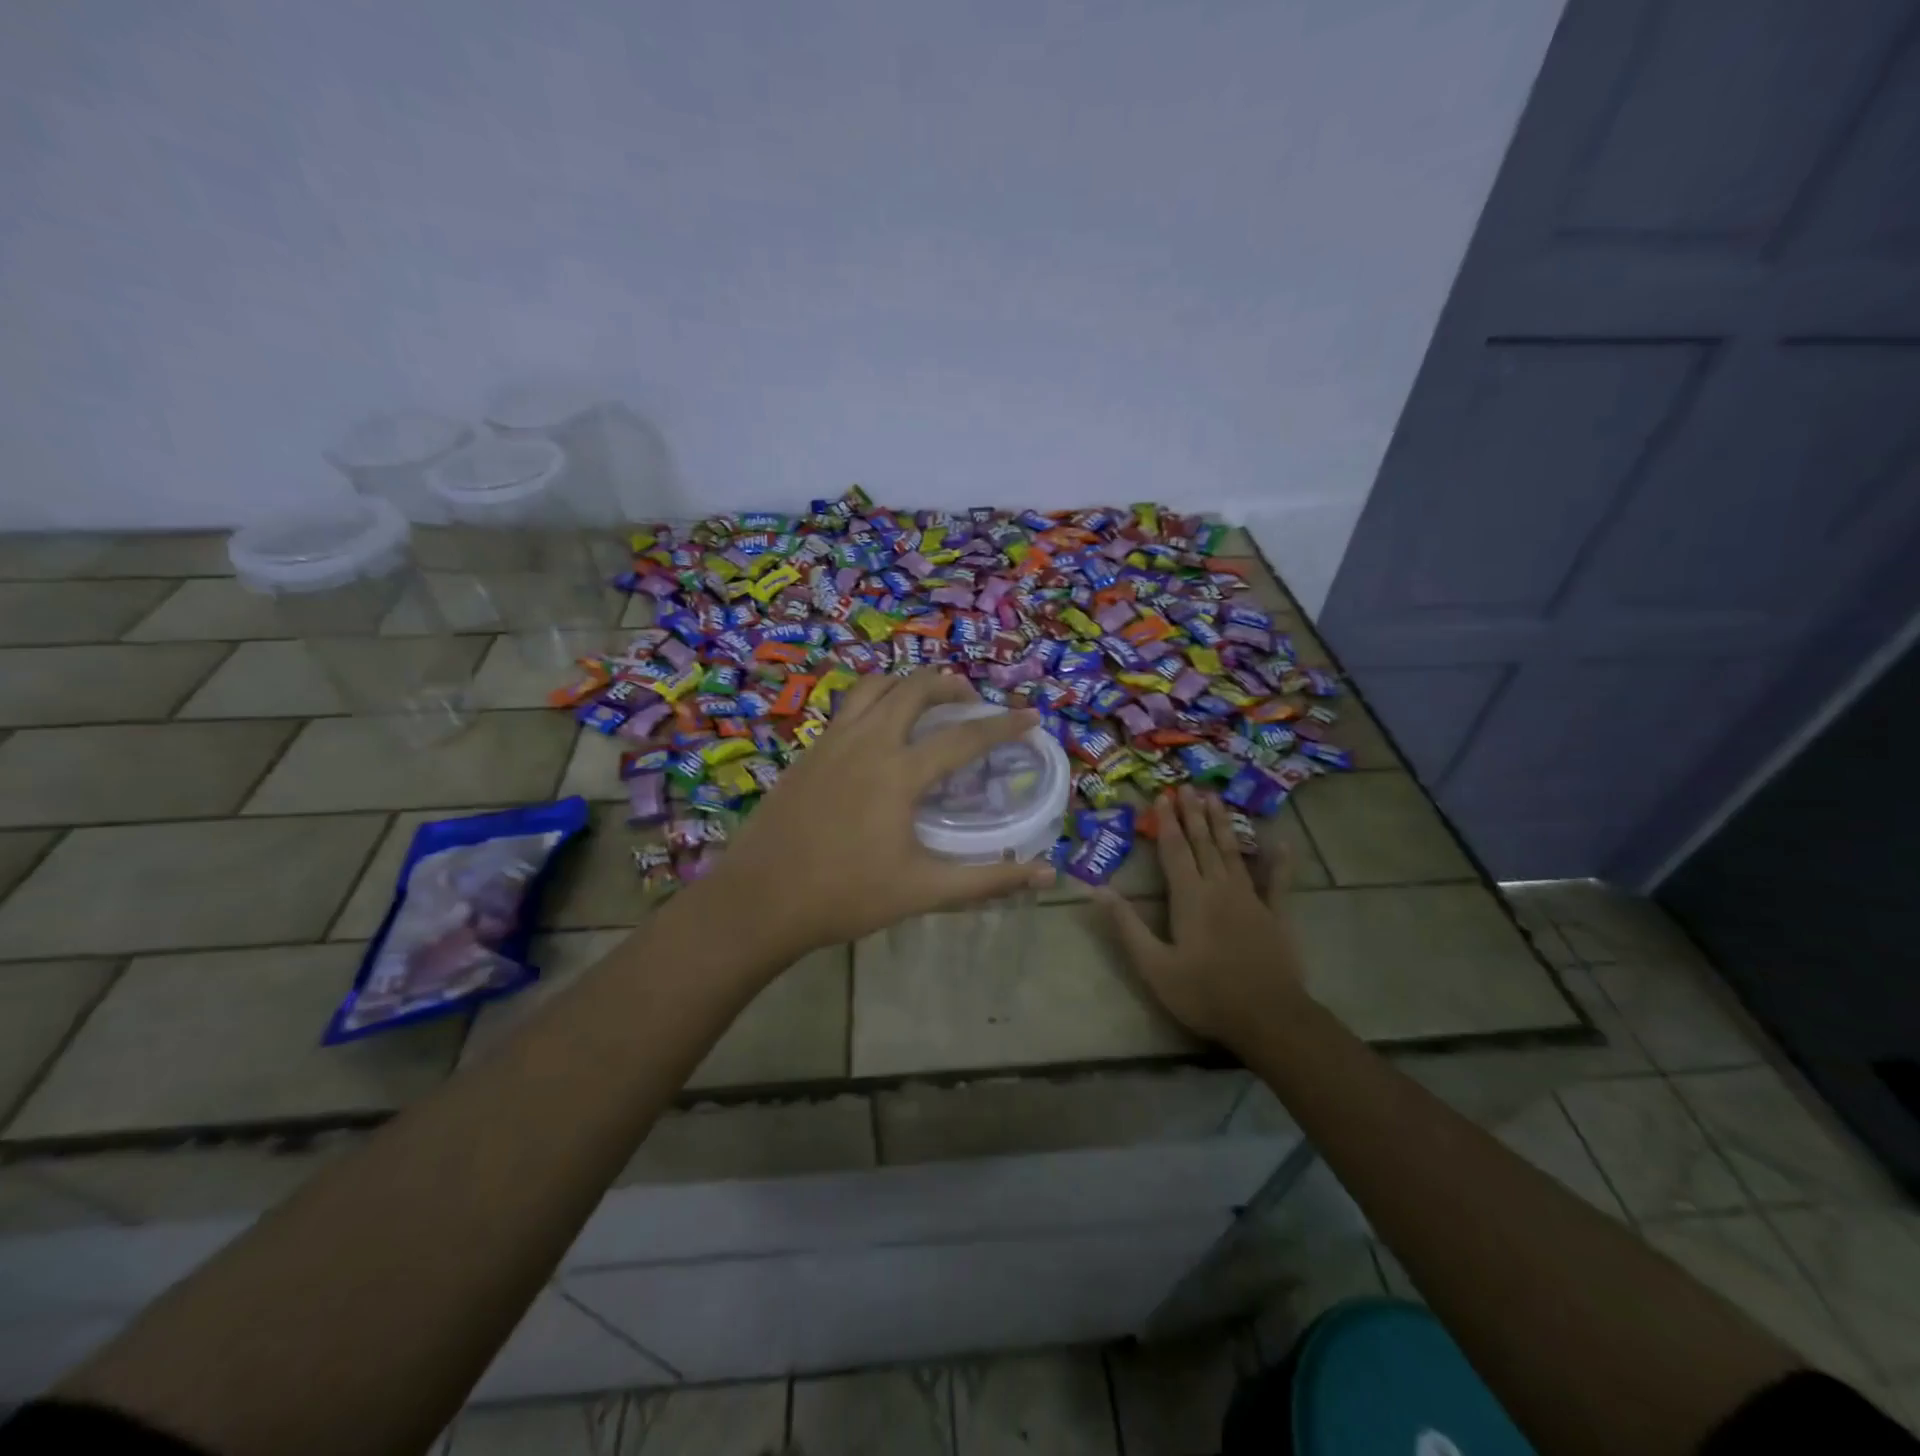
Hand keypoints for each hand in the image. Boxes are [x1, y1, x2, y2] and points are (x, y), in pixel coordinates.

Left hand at [700, 670, 1055, 955]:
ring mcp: (831, 742)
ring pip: (874, 687)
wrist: (760, 900)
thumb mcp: (923, 891)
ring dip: (907, 684)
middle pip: (914, 689)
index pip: (963, 737)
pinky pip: (847, 707)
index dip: (1002, 725)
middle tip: (971, 701)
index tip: (1030, 717)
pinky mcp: (808, 752)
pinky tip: (879, 729)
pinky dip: (874, 701)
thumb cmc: (846, 896)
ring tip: (926, 701)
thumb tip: (1045, 874)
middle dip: (950, 684)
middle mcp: (866, 742)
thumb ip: (987, 879)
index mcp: (898, 772)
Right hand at [1100, 785, 1308, 1051]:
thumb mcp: (1154, 965)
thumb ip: (1127, 925)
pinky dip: (1279, 862)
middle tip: (1187, 787)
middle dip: (1193, 814)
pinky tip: (1281, 843)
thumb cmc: (1204, 993)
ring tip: (1216, 799)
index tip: (1162, 796)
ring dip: (1223, 825)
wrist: (1269, 1018)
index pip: (1175, 850)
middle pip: (1203, 843)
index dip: (1167, 822)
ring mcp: (1252, 899)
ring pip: (1233, 853)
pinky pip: (1278, 882)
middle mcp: (1220, 888)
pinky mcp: (1276, 915)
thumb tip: (1098, 889)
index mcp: (1190, 897)